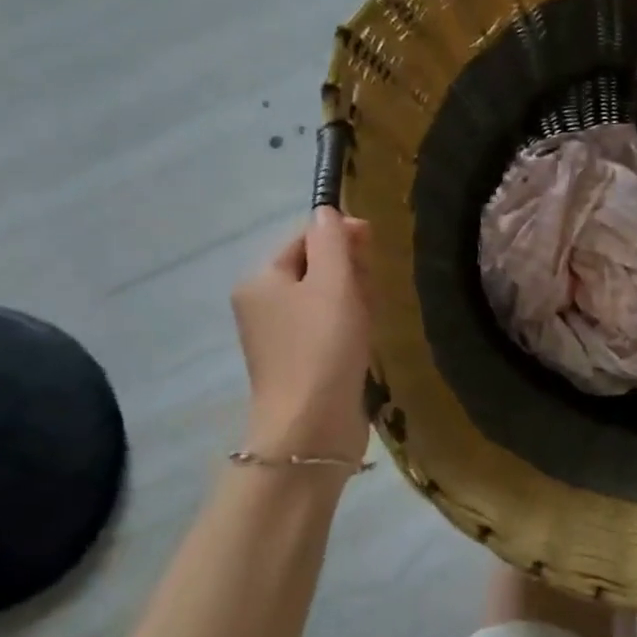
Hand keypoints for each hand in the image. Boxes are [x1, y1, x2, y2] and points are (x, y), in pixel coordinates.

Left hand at [231, 207, 373, 462]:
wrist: (312, 425)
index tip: (375, 244)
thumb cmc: (323, 346)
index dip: (340, 235)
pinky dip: (351, 325)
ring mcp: (282, 337)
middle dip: (349, 270)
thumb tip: (328, 211)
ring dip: (354, 298)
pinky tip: (366, 336)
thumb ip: (332, 242)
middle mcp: (264, 305)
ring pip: (326, 299)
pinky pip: (329, 328)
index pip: (304, 239)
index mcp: (261, 280)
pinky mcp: (302, 363)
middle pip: (315, 268)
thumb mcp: (333, 283)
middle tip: (372, 287)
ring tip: (372, 315)